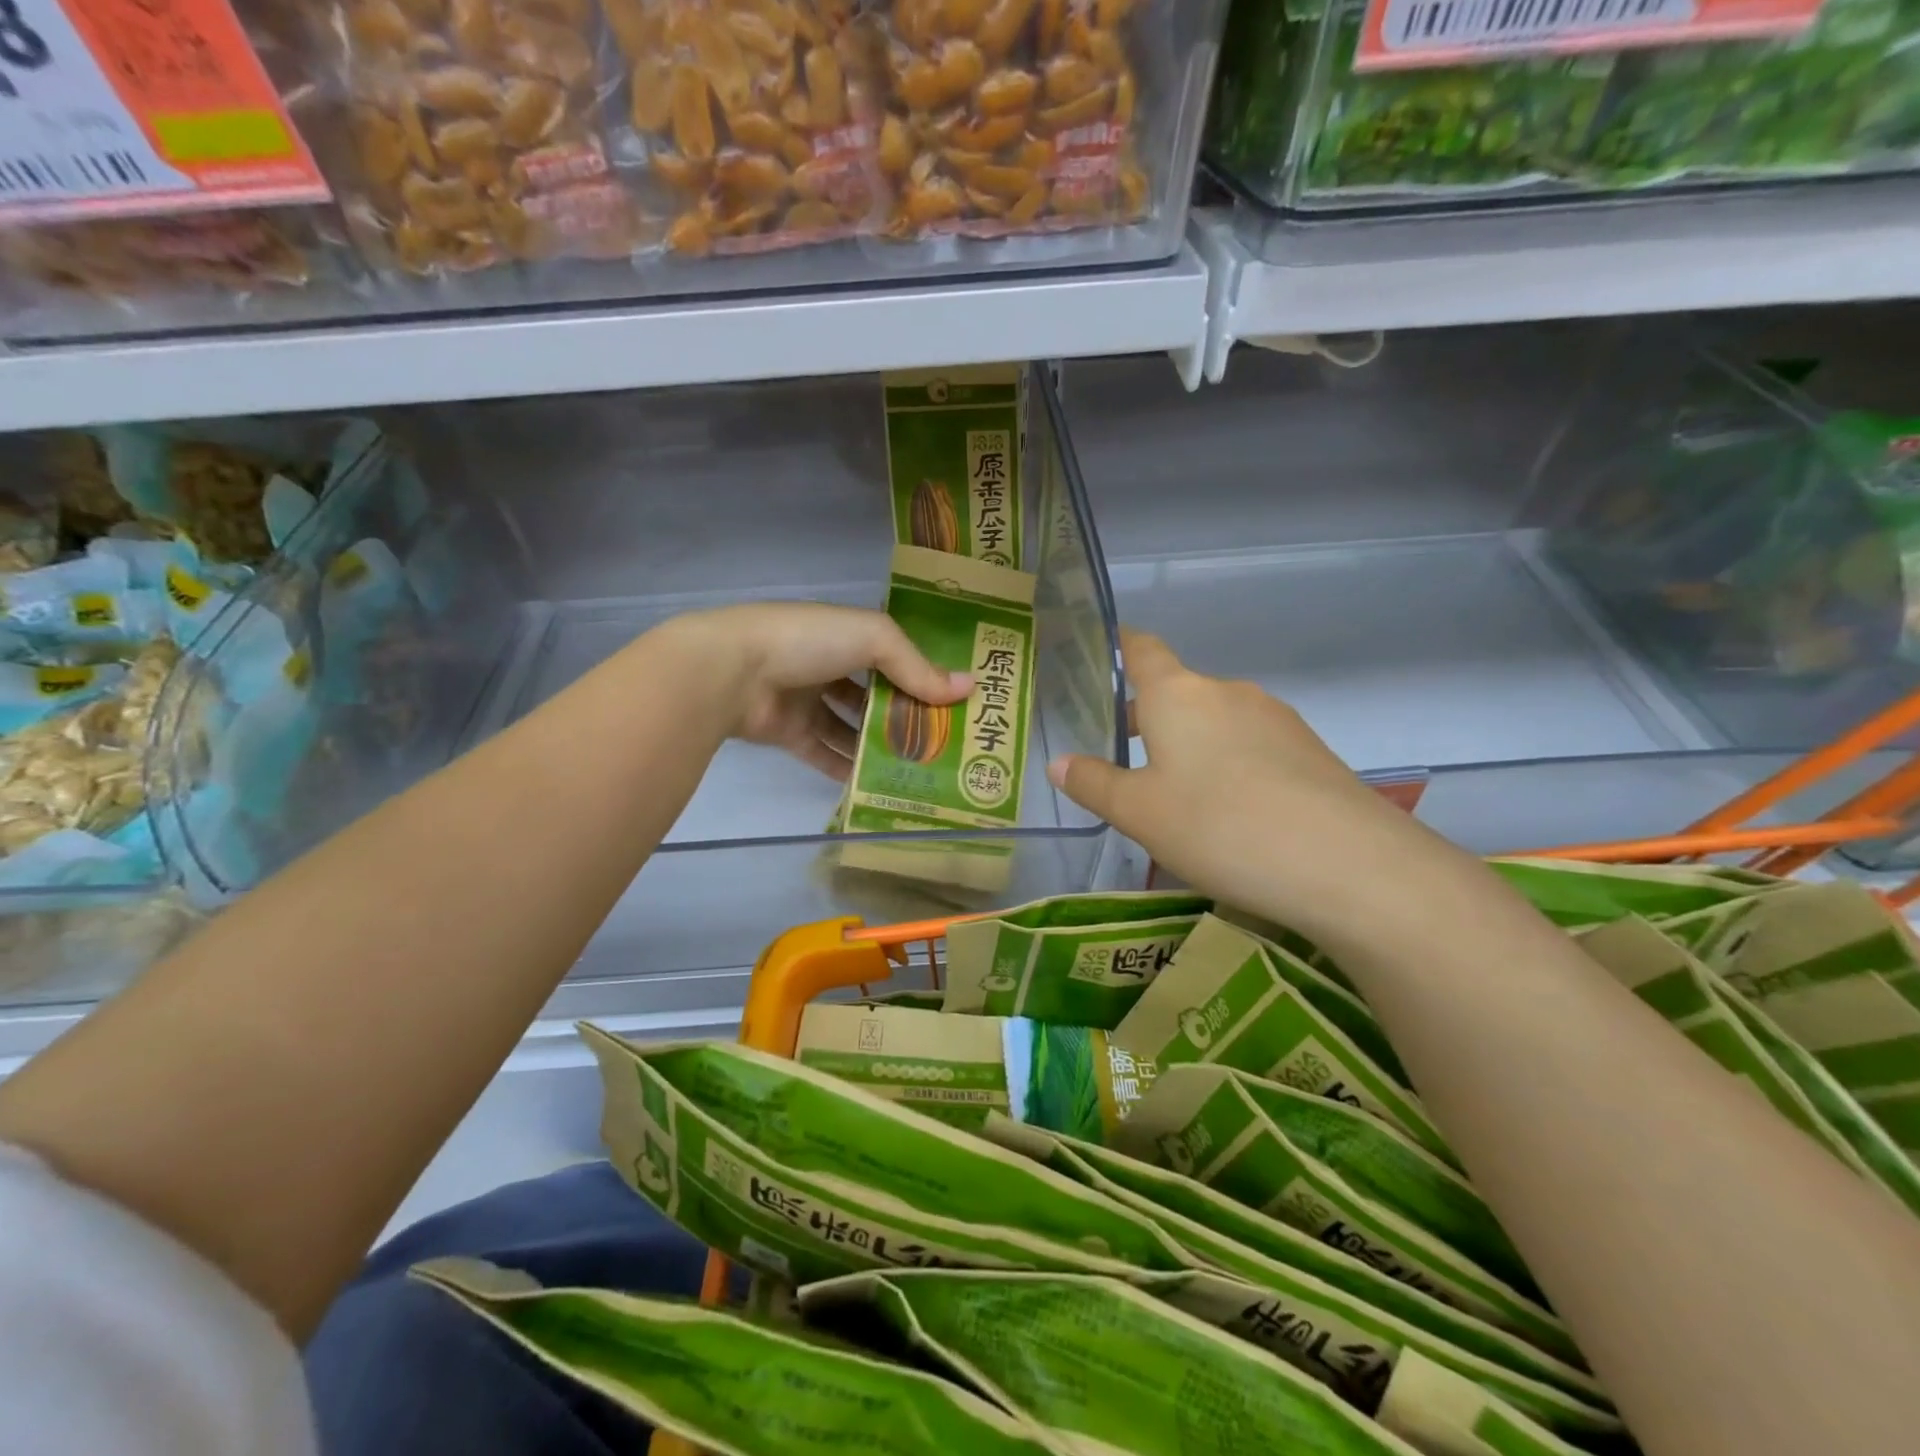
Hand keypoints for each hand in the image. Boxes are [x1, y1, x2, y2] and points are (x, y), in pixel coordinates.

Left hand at [662, 603, 971, 780]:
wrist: (730, 672)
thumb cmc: (807, 641)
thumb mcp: (873, 640)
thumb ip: (917, 667)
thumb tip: (968, 688)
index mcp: (845, 634)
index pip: (894, 655)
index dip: (923, 674)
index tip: (955, 701)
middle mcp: (827, 664)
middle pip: (874, 693)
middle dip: (904, 715)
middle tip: (942, 742)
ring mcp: (806, 700)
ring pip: (851, 726)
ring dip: (878, 745)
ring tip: (917, 768)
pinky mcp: (789, 733)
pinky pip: (825, 753)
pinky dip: (847, 768)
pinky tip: (877, 785)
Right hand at [1048, 629, 1441, 936]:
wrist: (1347, 864)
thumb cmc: (1219, 826)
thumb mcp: (1139, 813)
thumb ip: (1094, 784)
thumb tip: (1058, 763)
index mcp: (1178, 695)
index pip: (1142, 649)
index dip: (1121, 645)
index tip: (1104, 649)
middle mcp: (1227, 692)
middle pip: (1178, 692)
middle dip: (1149, 719)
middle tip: (1125, 762)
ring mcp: (1276, 719)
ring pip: (1216, 722)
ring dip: (1192, 746)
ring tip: (1179, 798)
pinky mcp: (1310, 750)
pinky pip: (1252, 746)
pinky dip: (1230, 765)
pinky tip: (1232, 813)